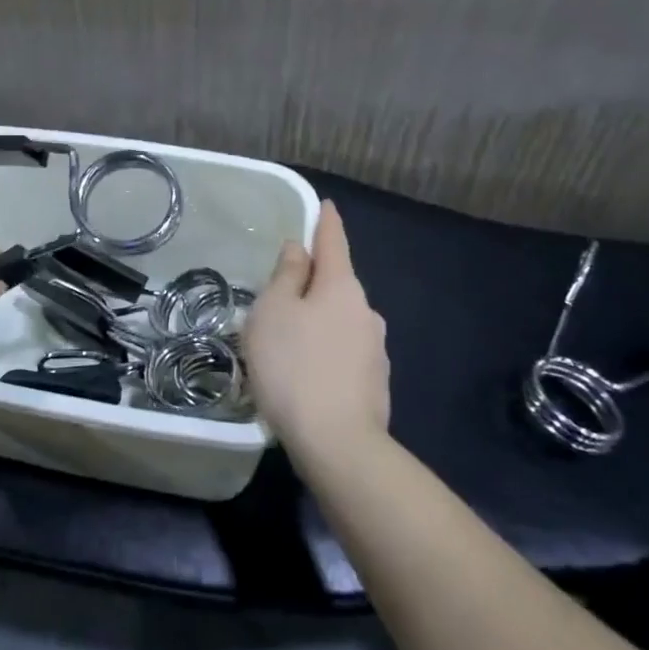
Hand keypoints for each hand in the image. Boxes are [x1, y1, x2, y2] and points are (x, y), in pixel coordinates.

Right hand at [243, 200, 391, 465]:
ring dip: (317, 323)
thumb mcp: (273, 312)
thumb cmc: (293, 366)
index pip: (334, 242)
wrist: (337, 443)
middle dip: (312, 284)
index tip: (325, 206)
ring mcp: (375, 350)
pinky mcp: (375, 383)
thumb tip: (299, 249)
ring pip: (340, 321)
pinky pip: (343, 353)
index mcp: (341, 287)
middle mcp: (366, 312)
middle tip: (277, 299)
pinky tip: (305, 375)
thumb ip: (285, 275)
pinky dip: (324, 353)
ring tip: (286, 345)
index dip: (326, 222)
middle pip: (336, 284)